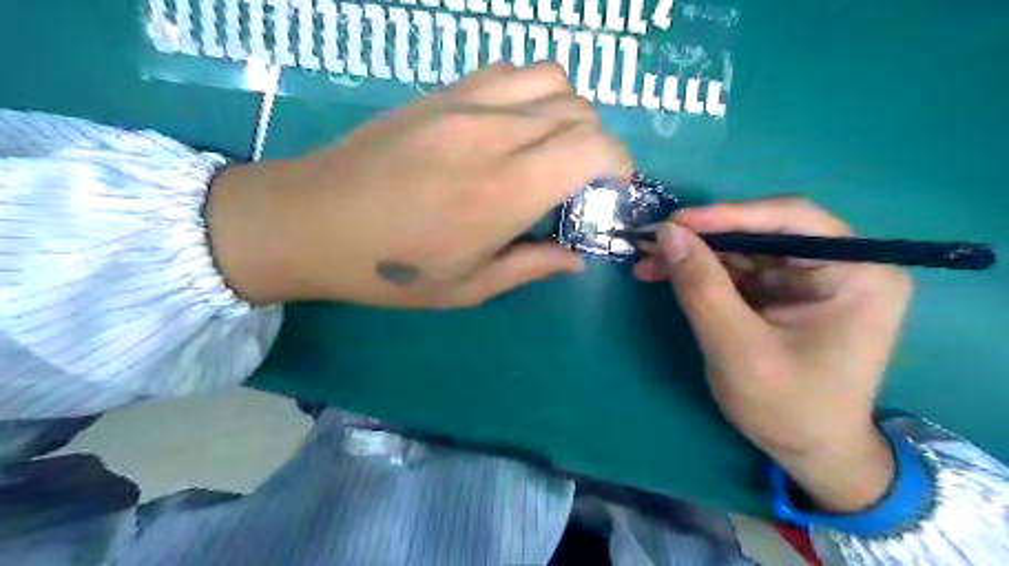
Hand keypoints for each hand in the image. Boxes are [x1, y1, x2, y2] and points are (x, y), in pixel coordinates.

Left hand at [205, 62, 626, 306]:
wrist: (310, 221)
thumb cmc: (389, 269)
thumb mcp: (467, 287)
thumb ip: (531, 266)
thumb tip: (575, 258)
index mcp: (505, 191)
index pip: (593, 148)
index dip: (619, 164)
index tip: (611, 190)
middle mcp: (494, 135)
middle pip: (580, 111)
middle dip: (596, 145)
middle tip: (577, 181)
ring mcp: (465, 103)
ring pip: (552, 78)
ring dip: (567, 112)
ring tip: (548, 148)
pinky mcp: (442, 91)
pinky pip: (510, 71)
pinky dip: (531, 92)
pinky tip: (512, 126)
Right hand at [638, 198, 915, 511]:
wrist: (809, 453)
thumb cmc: (788, 407)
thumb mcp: (737, 347)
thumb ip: (702, 287)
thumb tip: (667, 234)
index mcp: (855, 273)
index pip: (791, 220)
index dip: (729, 215)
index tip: (675, 222)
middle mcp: (838, 266)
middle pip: (762, 233)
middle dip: (702, 239)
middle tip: (651, 242)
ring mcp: (808, 280)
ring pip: (742, 251)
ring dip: (694, 255)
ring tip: (647, 261)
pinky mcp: (782, 294)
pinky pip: (737, 272)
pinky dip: (700, 273)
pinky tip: (665, 275)